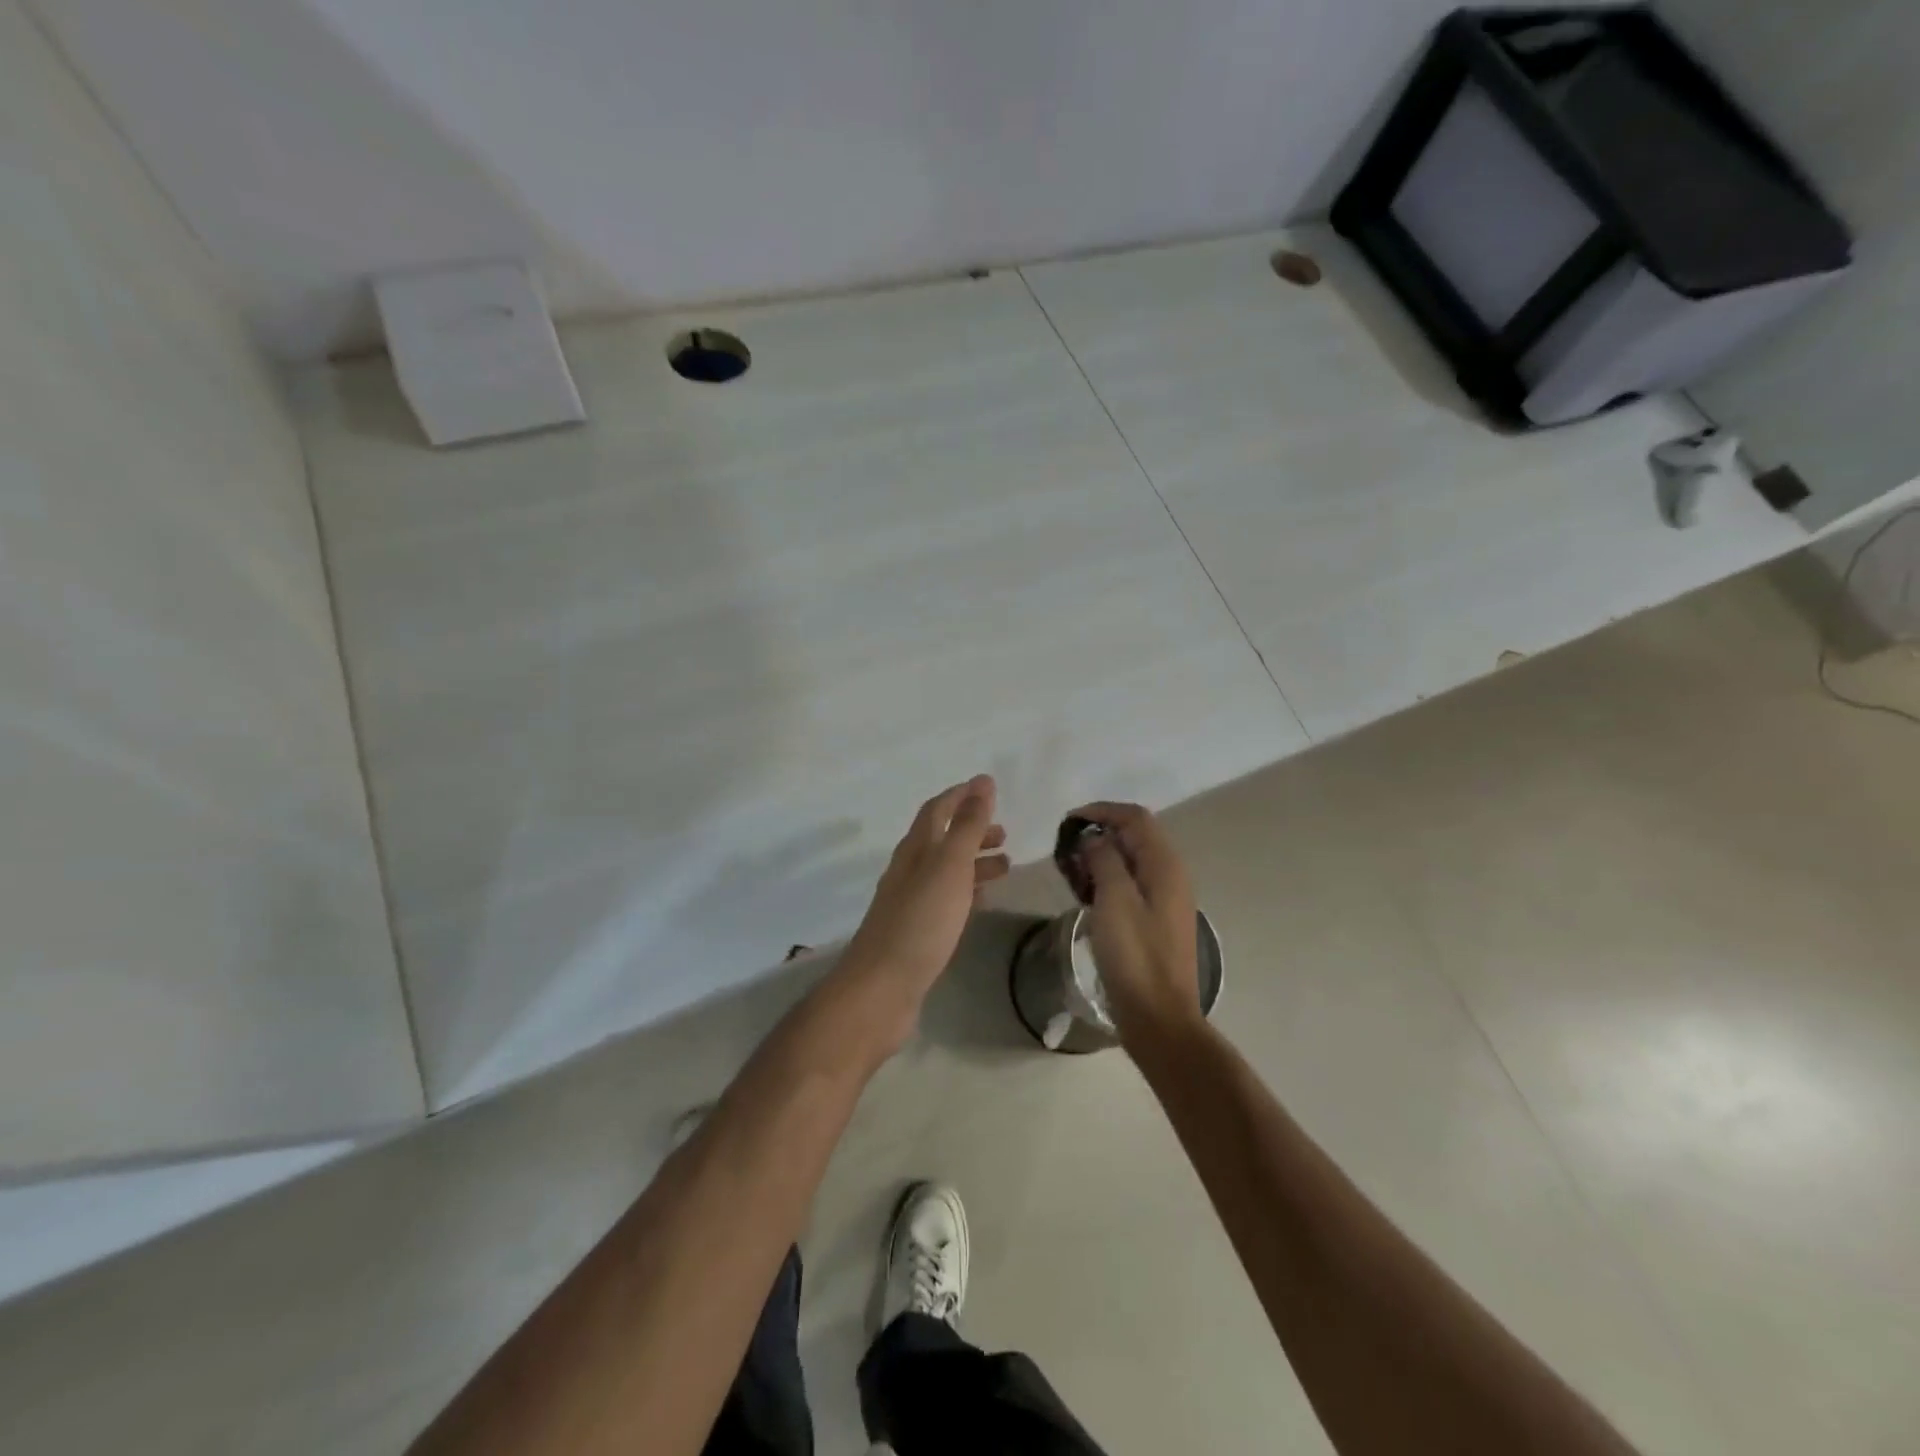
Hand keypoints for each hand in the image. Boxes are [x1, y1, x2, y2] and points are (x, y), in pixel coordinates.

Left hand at [835, 776, 1008, 1053]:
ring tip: (1006, 866)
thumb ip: (968, 825)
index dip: (961, 796)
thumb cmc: (920, 921)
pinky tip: (982, 901)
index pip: (937, 810)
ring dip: (974, 862)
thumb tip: (983, 782)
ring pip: (946, 871)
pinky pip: (945, 900)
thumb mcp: (950, 866)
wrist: (882, 987)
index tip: (988, 788)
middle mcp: (909, 870)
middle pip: (942, 840)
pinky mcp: (916, 931)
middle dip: (972, 831)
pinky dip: (967, 892)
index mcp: (915, 849)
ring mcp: (910, 902)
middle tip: (1005, 834)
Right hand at [1072, 801, 1201, 1044]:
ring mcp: (1166, 899)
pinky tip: (1085, 894)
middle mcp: (1171, 875)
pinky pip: (1131, 884)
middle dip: (1099, 833)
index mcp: (1165, 866)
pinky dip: (1107, 879)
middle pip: (1135, 836)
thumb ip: (1105, 860)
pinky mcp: (1156, 920)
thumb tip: (1095, 838)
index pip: (1135, 817)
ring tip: (1070, 870)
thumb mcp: (1114, 901)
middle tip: (1066, 849)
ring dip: (1101, 857)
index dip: (1102, 811)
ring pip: (1131, 860)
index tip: (1068, 822)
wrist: (1159, 1018)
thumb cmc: (1135, 957)